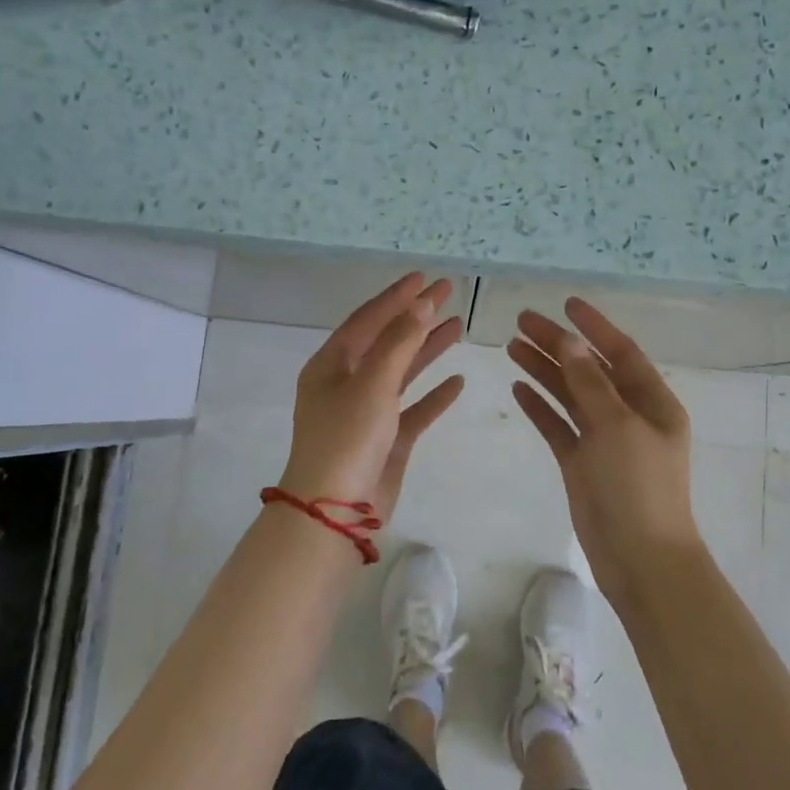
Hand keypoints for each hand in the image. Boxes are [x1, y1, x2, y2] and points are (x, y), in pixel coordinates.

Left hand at [279, 273, 465, 525]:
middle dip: (417, 316)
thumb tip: (421, 303)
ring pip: (403, 371)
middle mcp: (347, 383)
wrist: (335, 511)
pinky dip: (434, 395)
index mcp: (331, 365)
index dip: (396, 297)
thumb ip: (399, 342)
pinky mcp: (387, 439)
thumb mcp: (372, 383)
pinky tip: (457, 382)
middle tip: (449, 292)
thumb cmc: (346, 438)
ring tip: (458, 326)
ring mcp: (368, 412)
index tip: (425, 277)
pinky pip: (414, 409)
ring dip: (428, 349)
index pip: (368, 319)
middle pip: (387, 340)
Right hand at [508, 298, 703, 604]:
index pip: (620, 352)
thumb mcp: (617, 425)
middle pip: (589, 369)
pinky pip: (559, 426)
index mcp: (652, 402)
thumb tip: (569, 341)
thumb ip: (590, 381)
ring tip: (511, 346)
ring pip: (570, 395)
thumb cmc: (637, 487)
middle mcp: (629, 416)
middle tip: (521, 321)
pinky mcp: (582, 464)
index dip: (593, 327)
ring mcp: (604, 440)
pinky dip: (541, 406)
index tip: (565, 304)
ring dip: (544, 370)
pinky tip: (518, 387)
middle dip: (558, 345)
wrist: (640, 560)